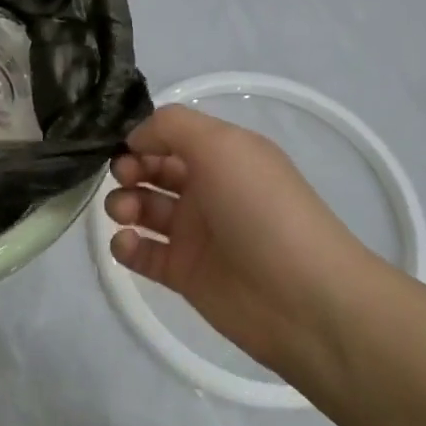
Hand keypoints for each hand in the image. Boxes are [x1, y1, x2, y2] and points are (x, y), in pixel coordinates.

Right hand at [104, 105, 386, 372]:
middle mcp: (208, 190)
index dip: (144, 137)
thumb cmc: (262, 210)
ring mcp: (194, 234)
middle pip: (152, 171)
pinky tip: (127, 244)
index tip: (125, 146)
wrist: (303, 298)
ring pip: (143, 210)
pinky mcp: (182, 274)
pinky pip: (142, 254)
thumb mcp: (223, 146)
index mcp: (223, 157)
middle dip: (128, 169)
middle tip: (124, 178)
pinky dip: (125, 246)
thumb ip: (172, 127)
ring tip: (126, 214)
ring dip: (122, 204)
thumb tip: (134, 138)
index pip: (171, 137)